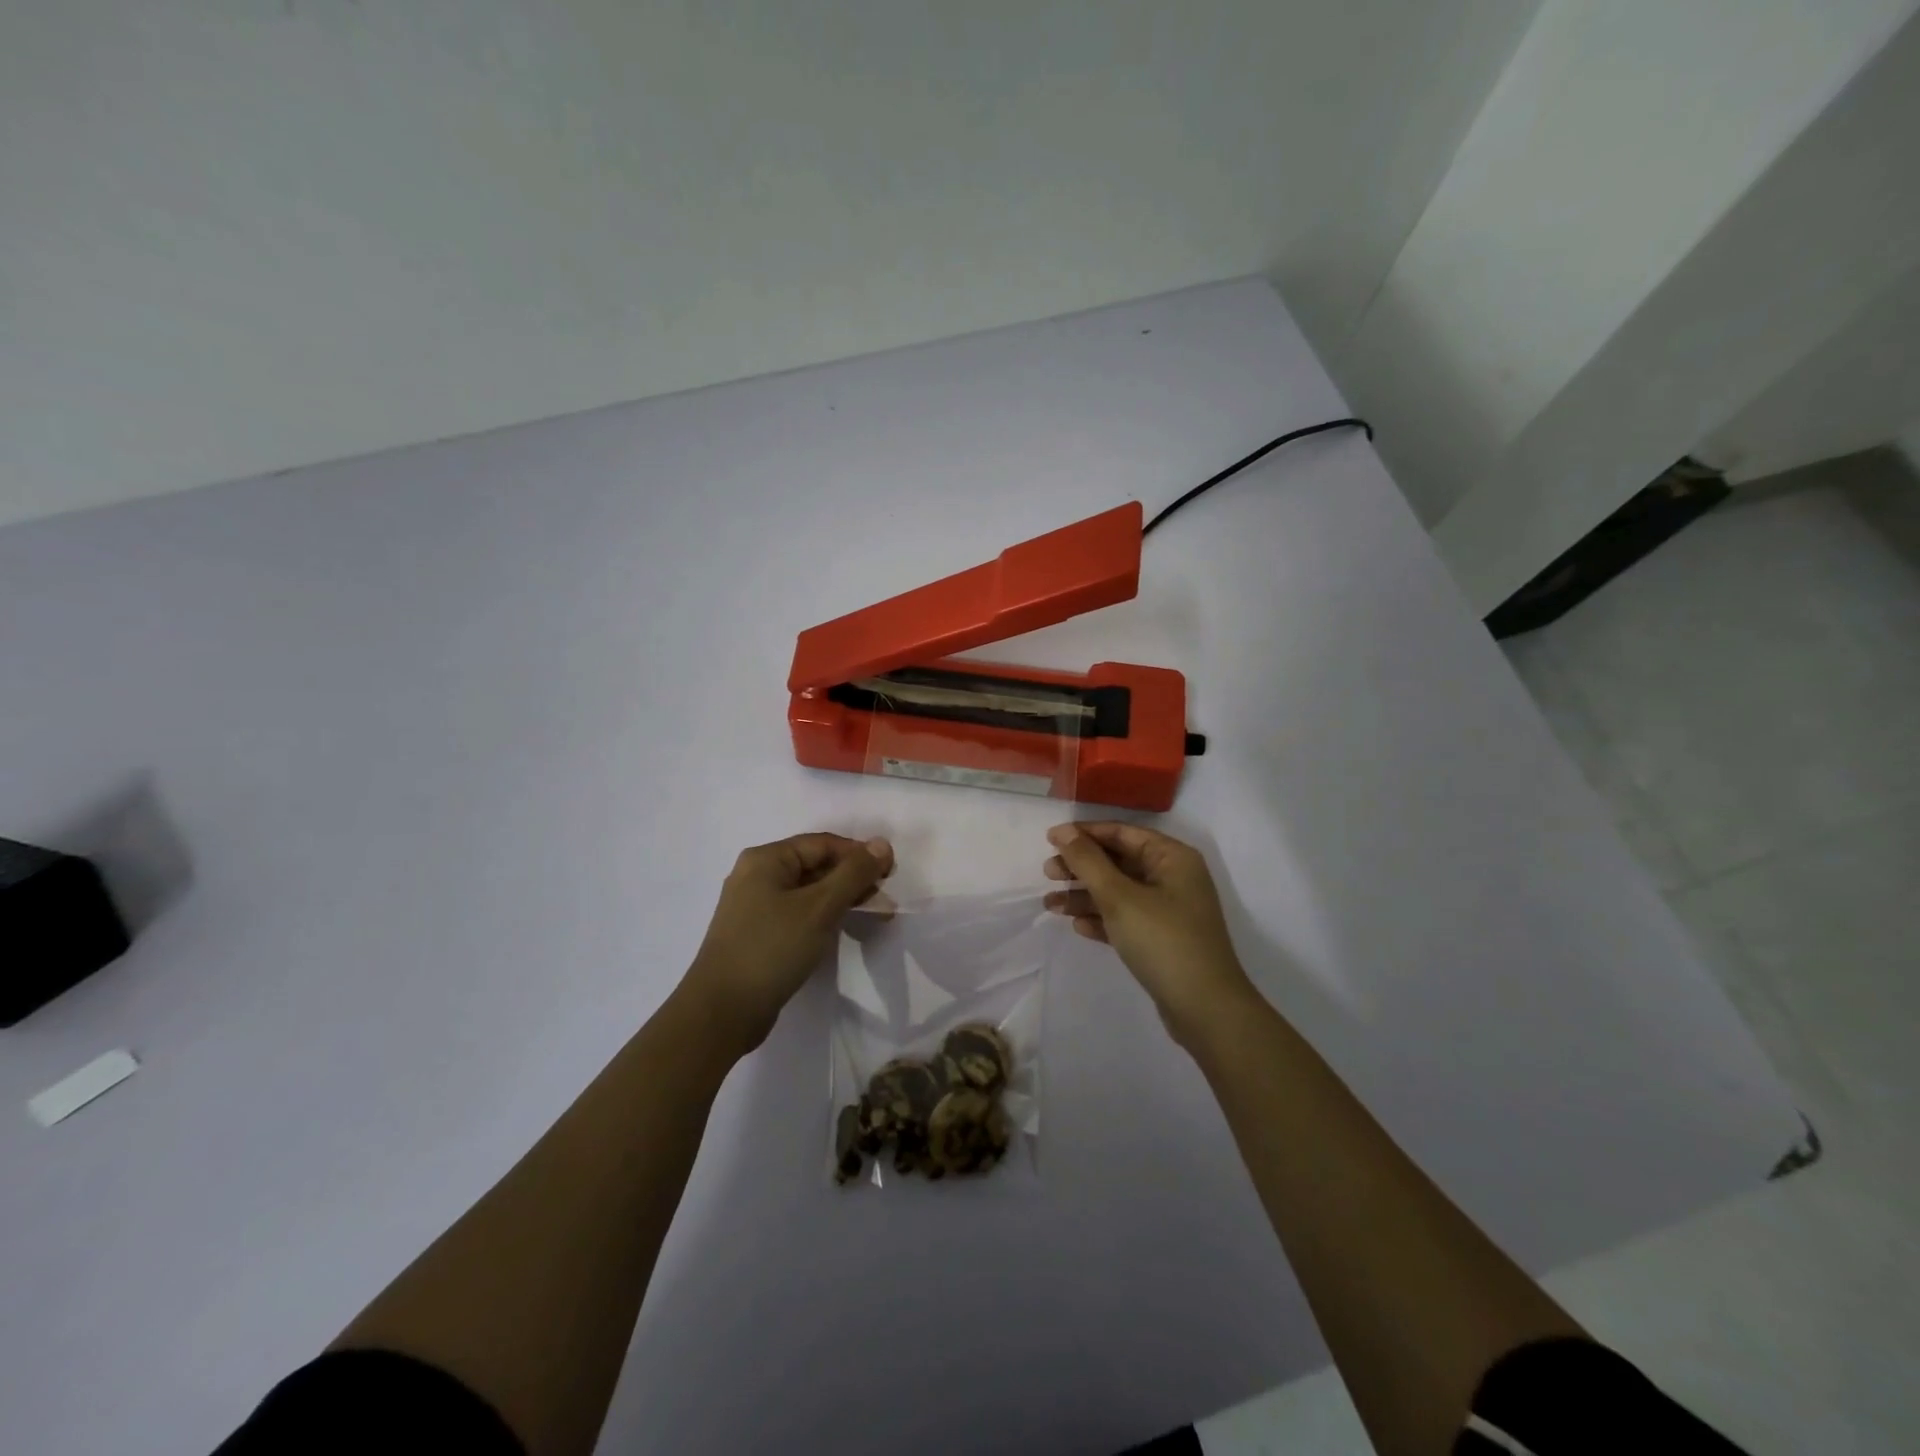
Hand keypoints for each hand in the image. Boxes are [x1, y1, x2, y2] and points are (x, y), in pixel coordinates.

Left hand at [683, 833, 893, 1054]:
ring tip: (876, 914)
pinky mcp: (758, 934)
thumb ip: (853, 873)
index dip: (859, 853)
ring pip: (809, 892)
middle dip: (853, 878)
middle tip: (885, 897)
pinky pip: (799, 914)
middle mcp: (757, 876)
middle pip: (815, 866)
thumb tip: (882, 843)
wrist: (721, 1012)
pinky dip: (824, 916)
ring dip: (843, 899)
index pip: (823, 844)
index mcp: (765, 860)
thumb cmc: (772, 949)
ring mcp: (755, 907)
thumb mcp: (819, 908)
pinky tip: (844, 929)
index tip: (891, 873)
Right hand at [1044, 822, 1257, 1045]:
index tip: (1049, 840)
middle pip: (1119, 861)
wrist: (1205, 1009)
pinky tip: (1078, 926)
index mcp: (1172, 857)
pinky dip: (1102, 919)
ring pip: (1119, 892)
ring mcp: (1169, 910)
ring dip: (1085, 896)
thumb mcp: (1119, 896)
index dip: (1084, 834)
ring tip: (1050, 905)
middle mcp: (1173, 877)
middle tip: (1048, 874)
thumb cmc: (1163, 940)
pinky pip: (1126, 919)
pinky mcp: (1163, 939)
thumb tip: (1062, 831)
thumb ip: (1087, 861)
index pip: (1122, 833)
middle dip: (1081, 867)